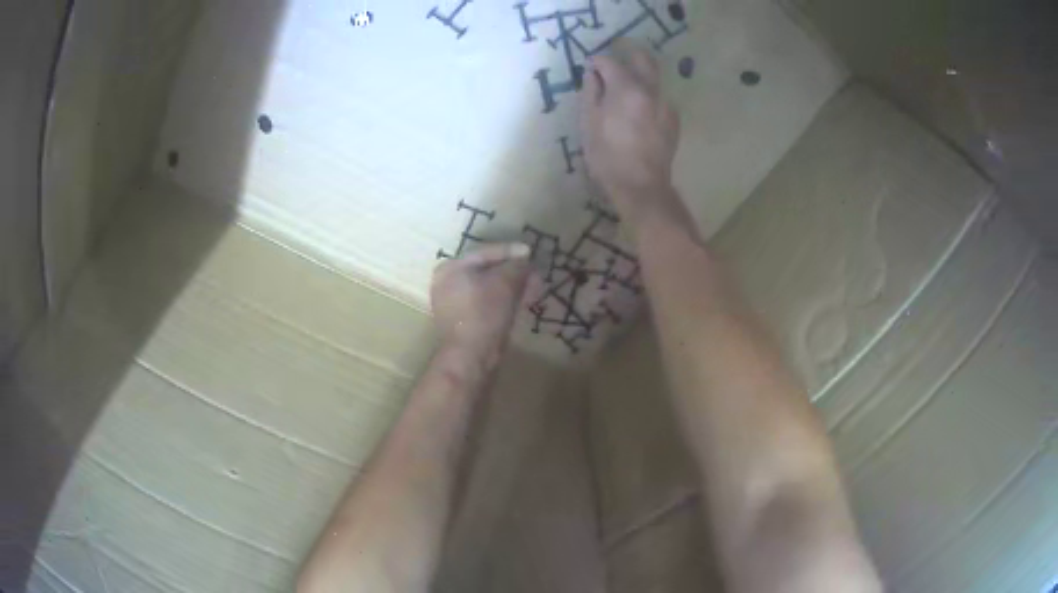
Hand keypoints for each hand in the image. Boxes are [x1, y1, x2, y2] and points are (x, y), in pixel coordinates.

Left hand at [431, 243, 533, 359]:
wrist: (470, 356)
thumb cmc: (485, 313)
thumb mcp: (506, 282)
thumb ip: (517, 266)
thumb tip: (525, 261)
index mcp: (451, 268)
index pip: (486, 253)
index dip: (511, 252)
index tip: (531, 252)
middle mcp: (446, 283)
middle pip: (487, 272)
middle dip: (514, 273)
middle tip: (535, 274)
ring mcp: (452, 305)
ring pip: (488, 289)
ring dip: (511, 288)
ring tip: (532, 289)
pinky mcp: (462, 323)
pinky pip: (485, 304)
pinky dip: (502, 302)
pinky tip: (520, 304)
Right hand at [581, 42, 680, 226]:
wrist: (641, 186)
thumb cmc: (607, 156)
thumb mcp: (588, 123)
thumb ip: (590, 92)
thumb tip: (592, 74)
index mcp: (626, 88)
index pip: (610, 62)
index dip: (597, 62)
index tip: (589, 66)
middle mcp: (650, 90)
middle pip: (643, 59)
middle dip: (628, 54)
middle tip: (614, 61)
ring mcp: (666, 105)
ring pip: (654, 78)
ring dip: (639, 76)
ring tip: (625, 88)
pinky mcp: (674, 120)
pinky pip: (660, 98)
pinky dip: (648, 96)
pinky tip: (639, 111)